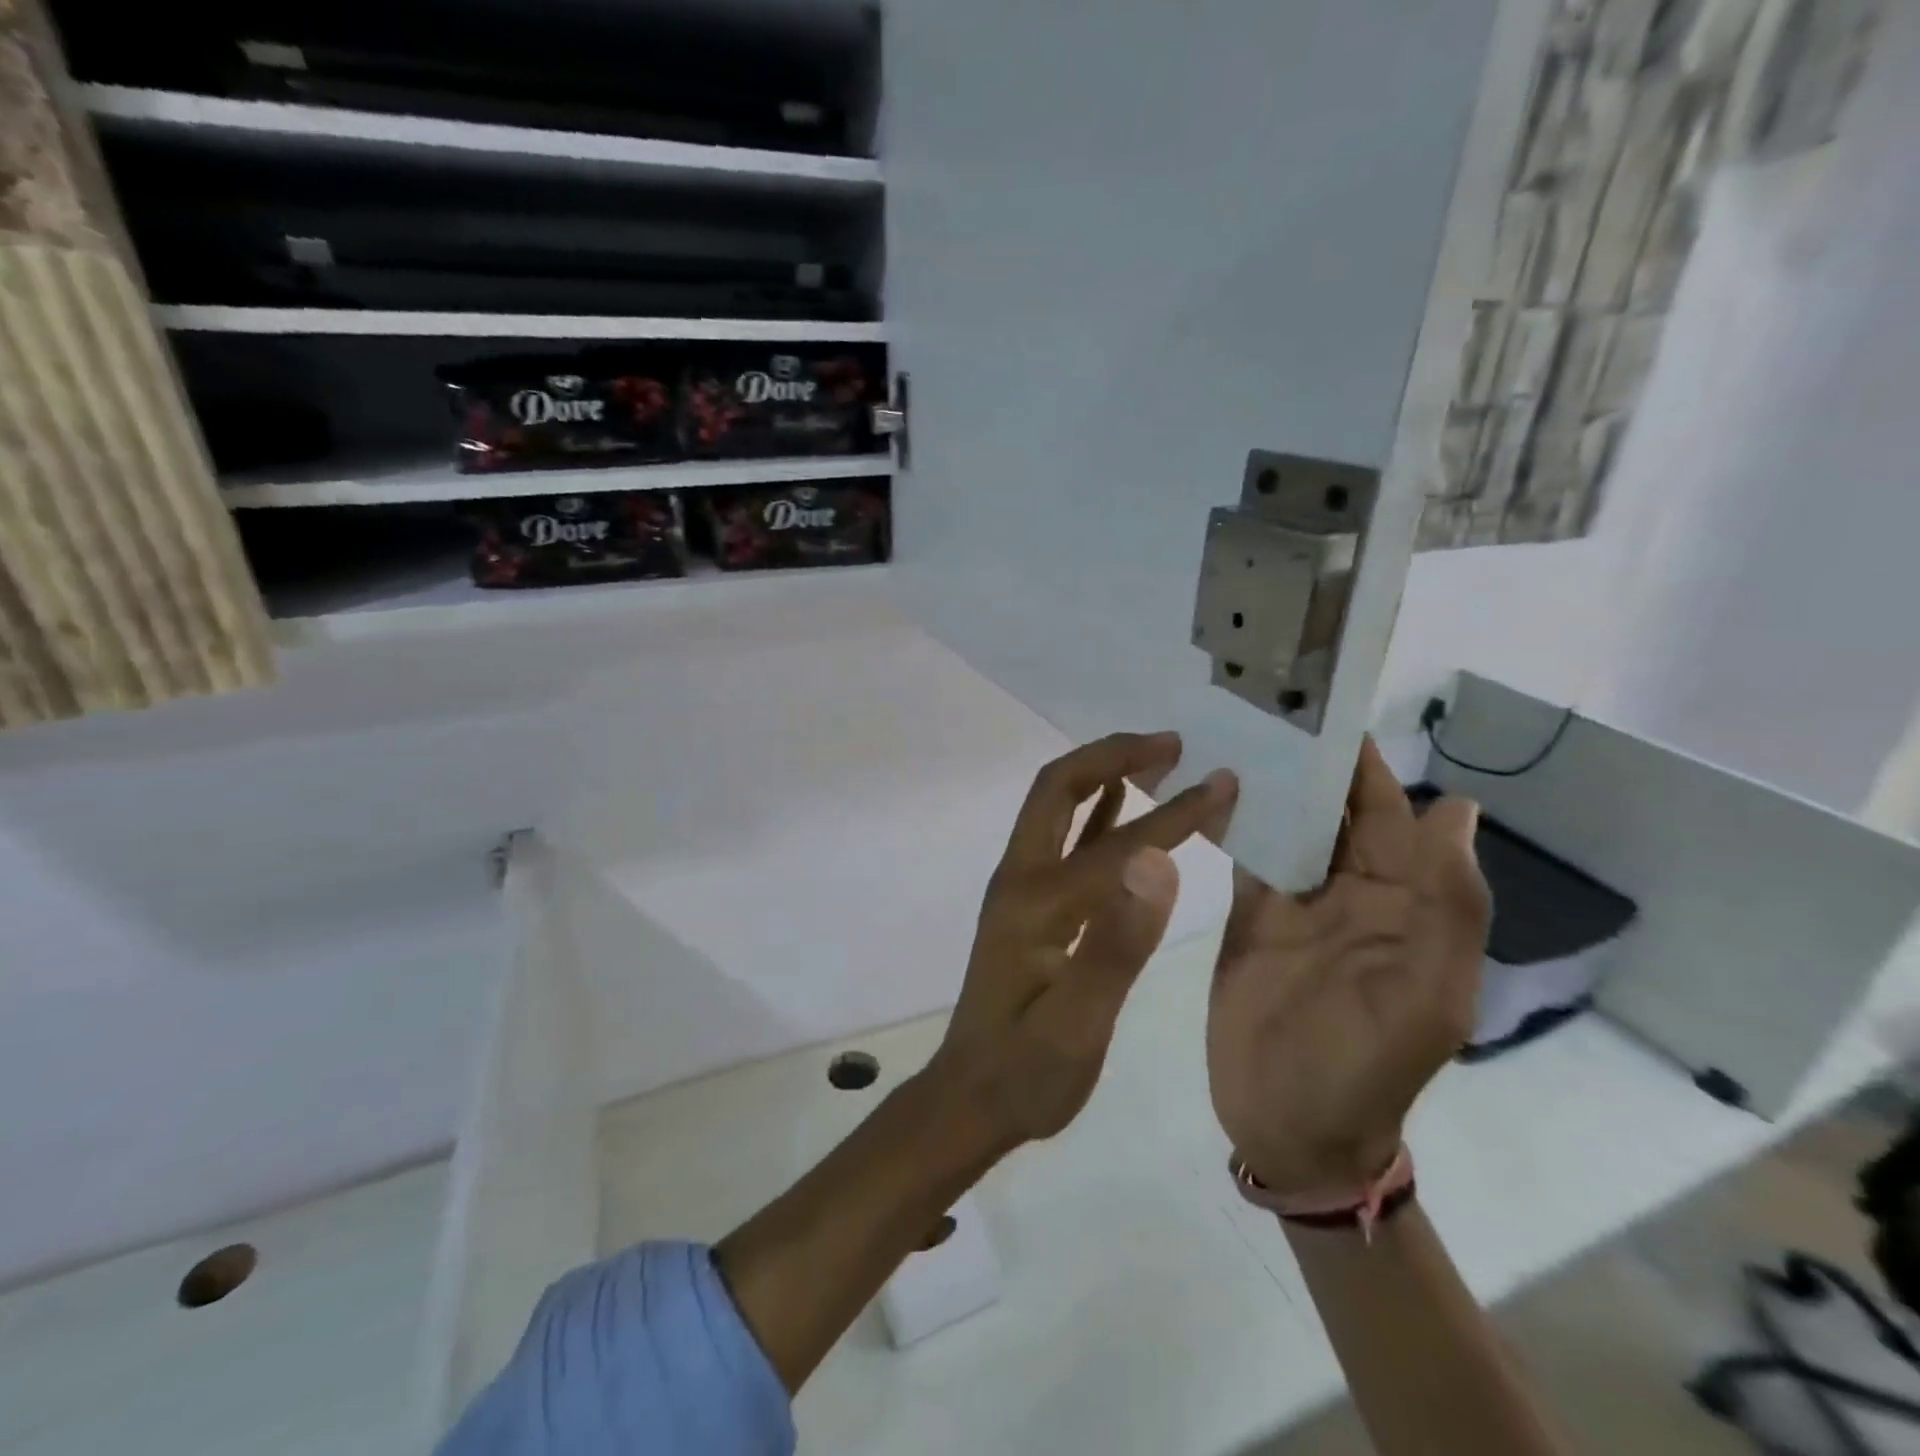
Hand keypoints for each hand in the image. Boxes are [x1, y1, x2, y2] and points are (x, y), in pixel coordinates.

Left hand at [932, 732, 1238, 1152]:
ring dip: (1102, 772)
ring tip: (1157, 758)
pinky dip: (1093, 809)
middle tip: (1172, 744)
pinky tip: (1121, 803)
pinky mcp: (1027, 903)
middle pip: (1058, 788)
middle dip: (1113, 755)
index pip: (1117, 844)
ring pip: (1056, 805)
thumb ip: (1116, 944)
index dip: (1174, 812)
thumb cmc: (1028, 1072)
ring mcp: (1019, 887)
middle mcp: (1020, 877)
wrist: (972, 1097)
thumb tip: (1158, 863)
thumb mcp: (1078, 1026)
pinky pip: (1060, 837)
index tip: (1224, 783)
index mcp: (1036, 901)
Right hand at [1206, 738, 1489, 1194]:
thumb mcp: (1424, 994)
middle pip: (1334, 811)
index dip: (1363, 764)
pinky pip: (1248, 856)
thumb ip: (1445, 904)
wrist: (1291, 1127)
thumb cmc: (1362, 1065)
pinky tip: (1204, 787)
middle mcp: (1351, 890)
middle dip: (1307, 761)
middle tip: (1261, 701)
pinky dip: (1233, 822)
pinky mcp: (1250, 916)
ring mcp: (1296, 902)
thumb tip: (1458, 808)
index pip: (1388, 814)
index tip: (1325, 707)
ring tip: (1226, 729)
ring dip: (1267, 785)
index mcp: (1403, 902)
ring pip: (1288, 826)